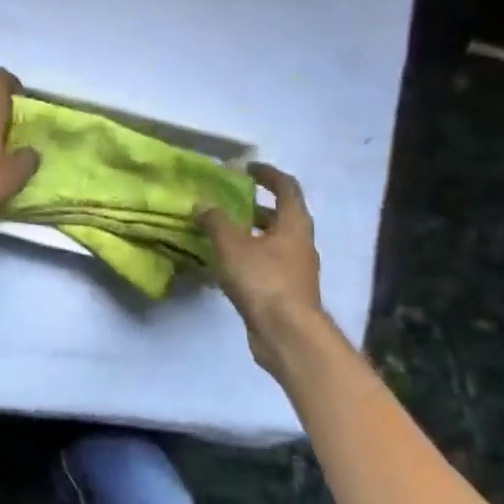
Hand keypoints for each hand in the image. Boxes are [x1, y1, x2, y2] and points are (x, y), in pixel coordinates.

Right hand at [195, 164, 323, 376]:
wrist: (287, 334)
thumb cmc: (264, 280)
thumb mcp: (232, 245)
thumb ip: (216, 221)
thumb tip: (203, 204)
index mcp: (294, 224)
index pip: (287, 187)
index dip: (268, 174)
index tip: (247, 169)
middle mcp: (300, 243)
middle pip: (281, 215)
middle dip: (255, 206)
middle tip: (228, 202)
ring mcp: (296, 270)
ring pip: (273, 242)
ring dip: (251, 233)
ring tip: (220, 232)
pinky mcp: (287, 292)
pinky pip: (267, 264)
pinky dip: (249, 257)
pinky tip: (226, 264)